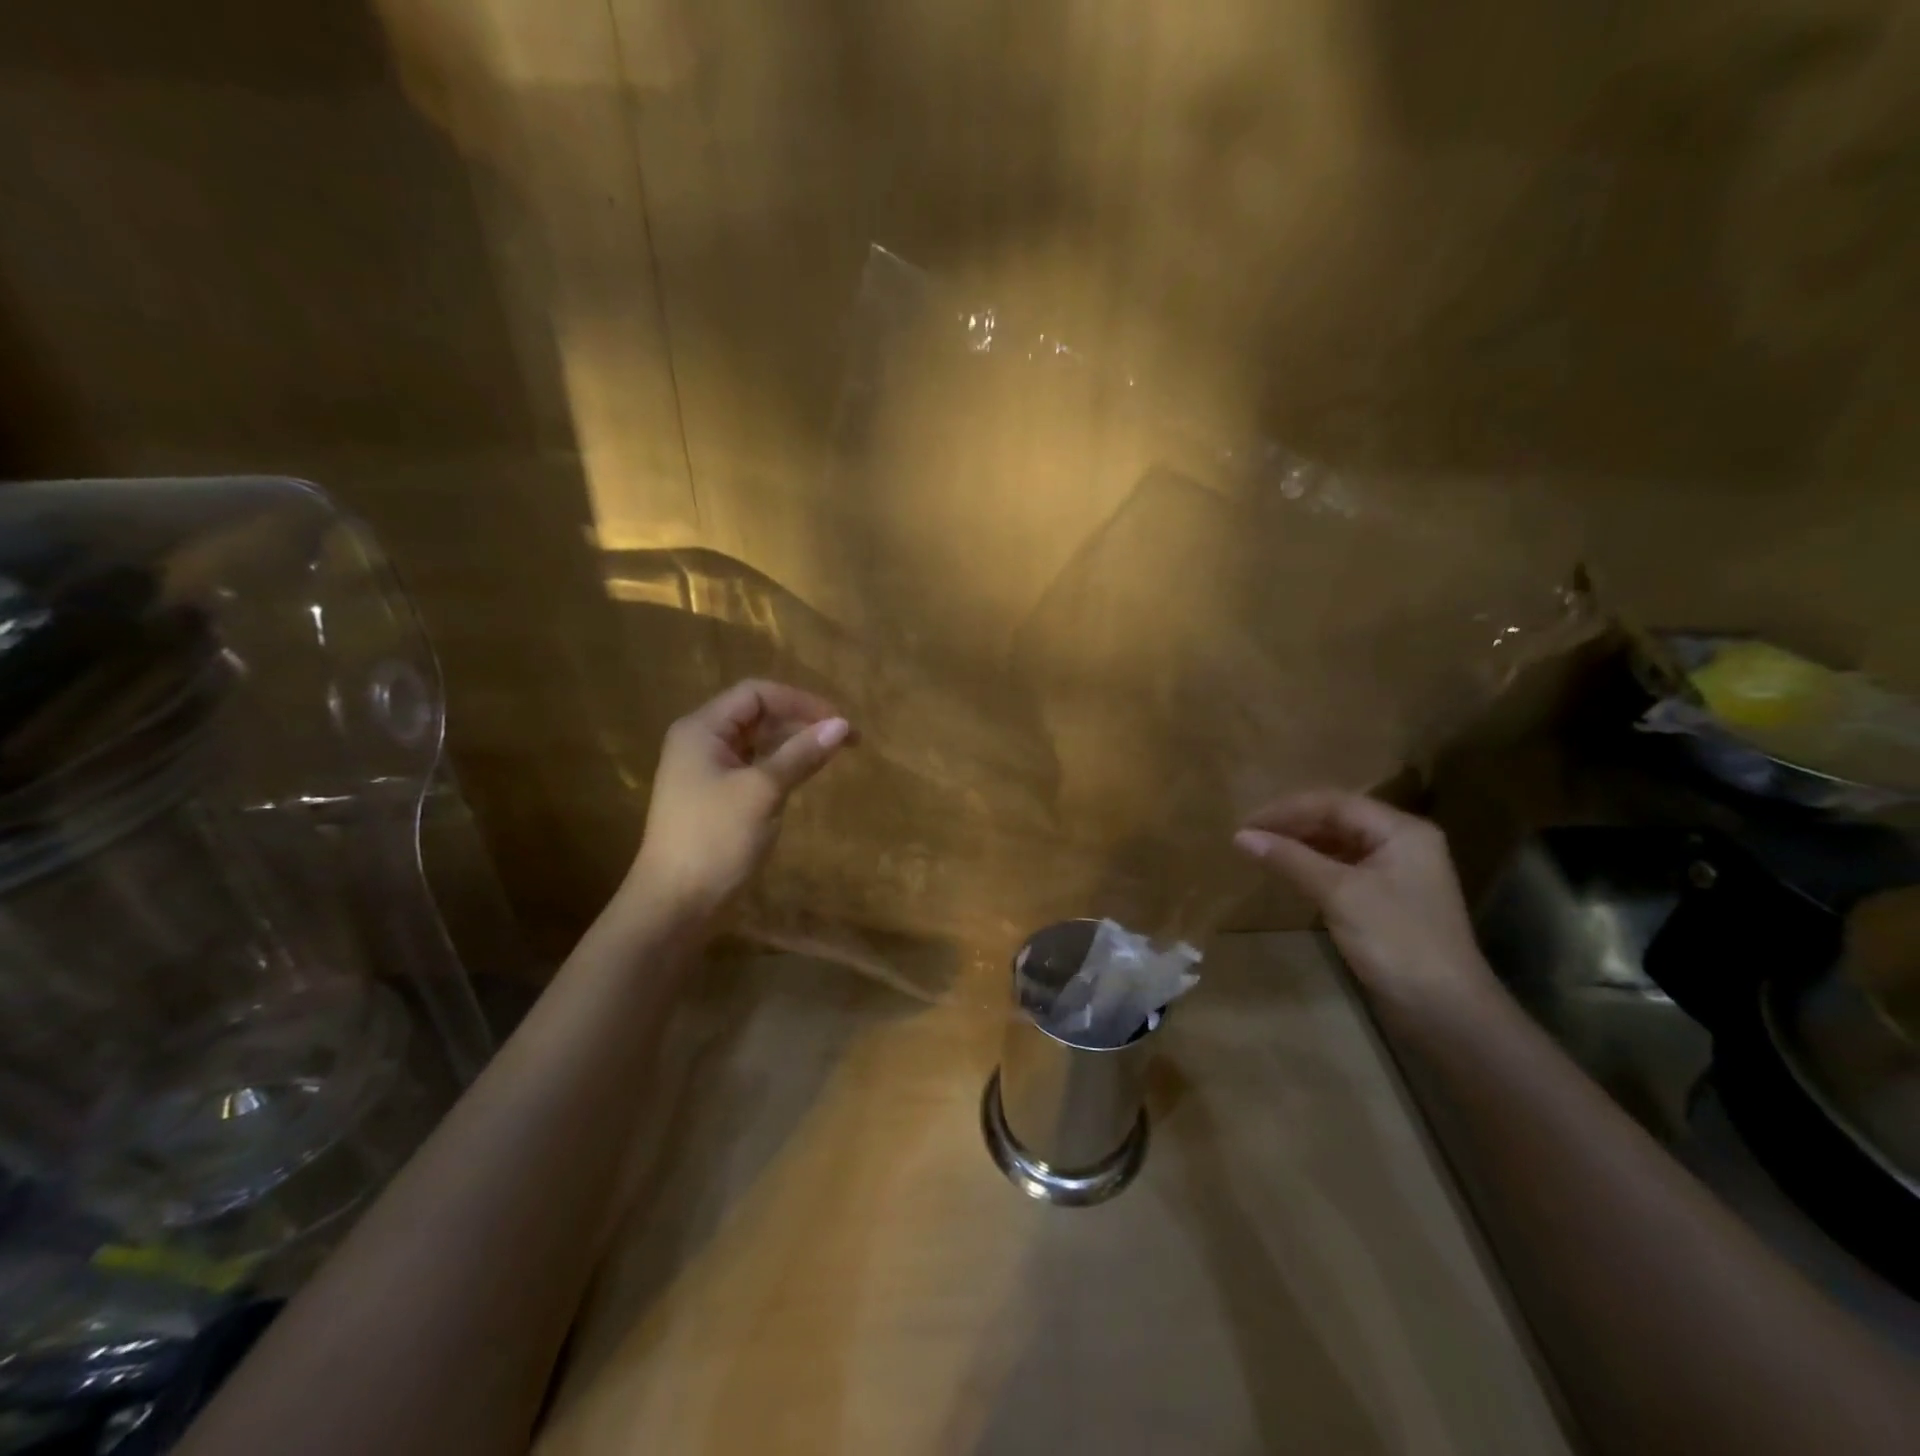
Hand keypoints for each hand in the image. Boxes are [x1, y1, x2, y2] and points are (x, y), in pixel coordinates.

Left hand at [626, 680, 852, 923]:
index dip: (800, 701)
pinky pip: (754, 768)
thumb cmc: (715, 840)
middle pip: (757, 715)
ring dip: (793, 744)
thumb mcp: (763, 791)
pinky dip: (781, 767)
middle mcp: (701, 742)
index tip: (839, 722)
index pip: (756, 694)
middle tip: (844, 740)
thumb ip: (801, 754)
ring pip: (757, 743)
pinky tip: (804, 777)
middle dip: (800, 721)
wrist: (676, 905)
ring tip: (831, 755)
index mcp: (701, 730)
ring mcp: (707, 772)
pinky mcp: (716, 798)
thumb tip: (843, 725)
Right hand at [1233, 790, 1497, 1015]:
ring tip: (1262, 853)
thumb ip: (1290, 859)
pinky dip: (1314, 868)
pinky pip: (1344, 869)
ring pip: (1339, 844)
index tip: (1246, 824)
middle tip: (1249, 837)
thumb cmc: (1396, 941)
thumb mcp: (1339, 894)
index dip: (1286, 810)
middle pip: (1338, 819)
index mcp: (1400, 830)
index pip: (1334, 803)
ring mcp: (1398, 872)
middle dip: (1292, 825)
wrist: (1445, 1011)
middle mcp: (1402, 842)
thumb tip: (1240, 836)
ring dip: (1300, 846)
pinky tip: (1290, 875)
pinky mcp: (1388, 899)